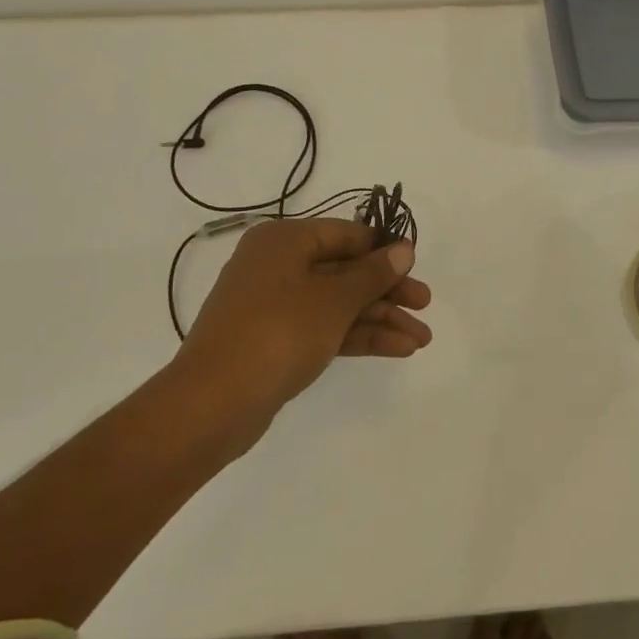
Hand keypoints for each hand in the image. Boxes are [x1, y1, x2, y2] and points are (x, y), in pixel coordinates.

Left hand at [178, 218, 432, 418]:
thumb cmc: (277, 333)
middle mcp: (278, 266)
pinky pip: (325, 328)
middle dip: (387, 291)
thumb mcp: (333, 300)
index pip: (345, 234)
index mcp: (284, 241)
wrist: (213, 403)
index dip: (383, 249)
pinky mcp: (277, 341)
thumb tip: (403, 249)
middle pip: (344, 270)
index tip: (416, 267)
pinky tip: (397, 348)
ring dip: (380, 319)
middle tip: (425, 305)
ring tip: (421, 339)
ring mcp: (276, 306)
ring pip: (338, 304)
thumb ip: (372, 274)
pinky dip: (358, 337)